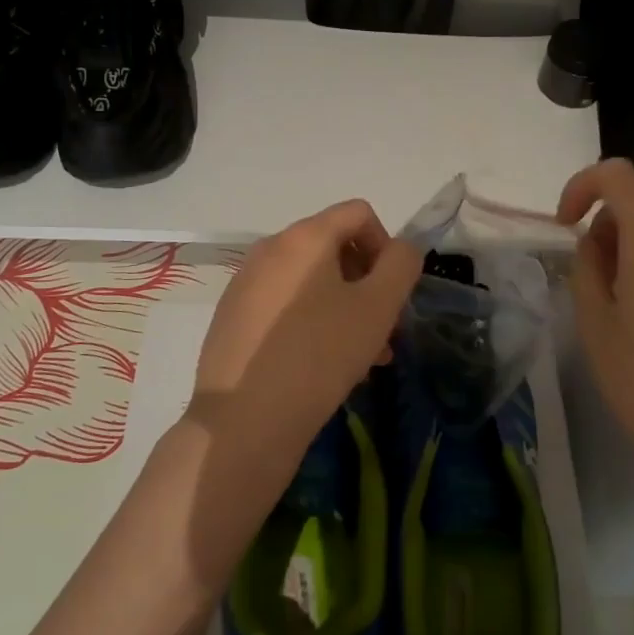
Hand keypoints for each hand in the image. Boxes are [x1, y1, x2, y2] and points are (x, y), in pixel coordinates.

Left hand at [190, 199, 421, 447]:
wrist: (243, 421)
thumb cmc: (320, 355)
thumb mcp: (378, 307)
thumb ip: (401, 265)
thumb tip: (399, 250)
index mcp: (304, 236)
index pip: (359, 213)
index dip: (386, 245)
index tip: (392, 292)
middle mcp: (270, 248)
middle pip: (333, 247)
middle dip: (366, 282)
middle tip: (382, 330)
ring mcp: (246, 283)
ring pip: (310, 281)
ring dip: (343, 307)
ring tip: (362, 357)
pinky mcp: (232, 316)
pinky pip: (284, 304)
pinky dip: (311, 321)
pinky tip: (322, 365)